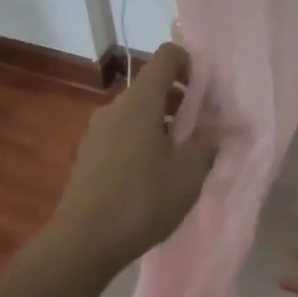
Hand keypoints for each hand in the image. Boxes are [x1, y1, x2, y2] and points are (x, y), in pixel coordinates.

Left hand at [51, 43, 217, 270]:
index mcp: (140, 101)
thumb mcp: (188, 174)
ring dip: (160, 124)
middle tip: (201, 130)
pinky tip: (151, 176)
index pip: (166, 56)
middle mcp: (115, 107)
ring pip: (135, 113)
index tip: (206, 92)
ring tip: (178, 158)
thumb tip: (213, 129)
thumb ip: (205, 144)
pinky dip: (140, 141)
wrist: (84, 240)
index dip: (190, 63)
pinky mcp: (88, 154)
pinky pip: (120, 134)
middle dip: (179, 100)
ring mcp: (96, 130)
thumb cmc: (142, 200)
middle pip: (151, 86)